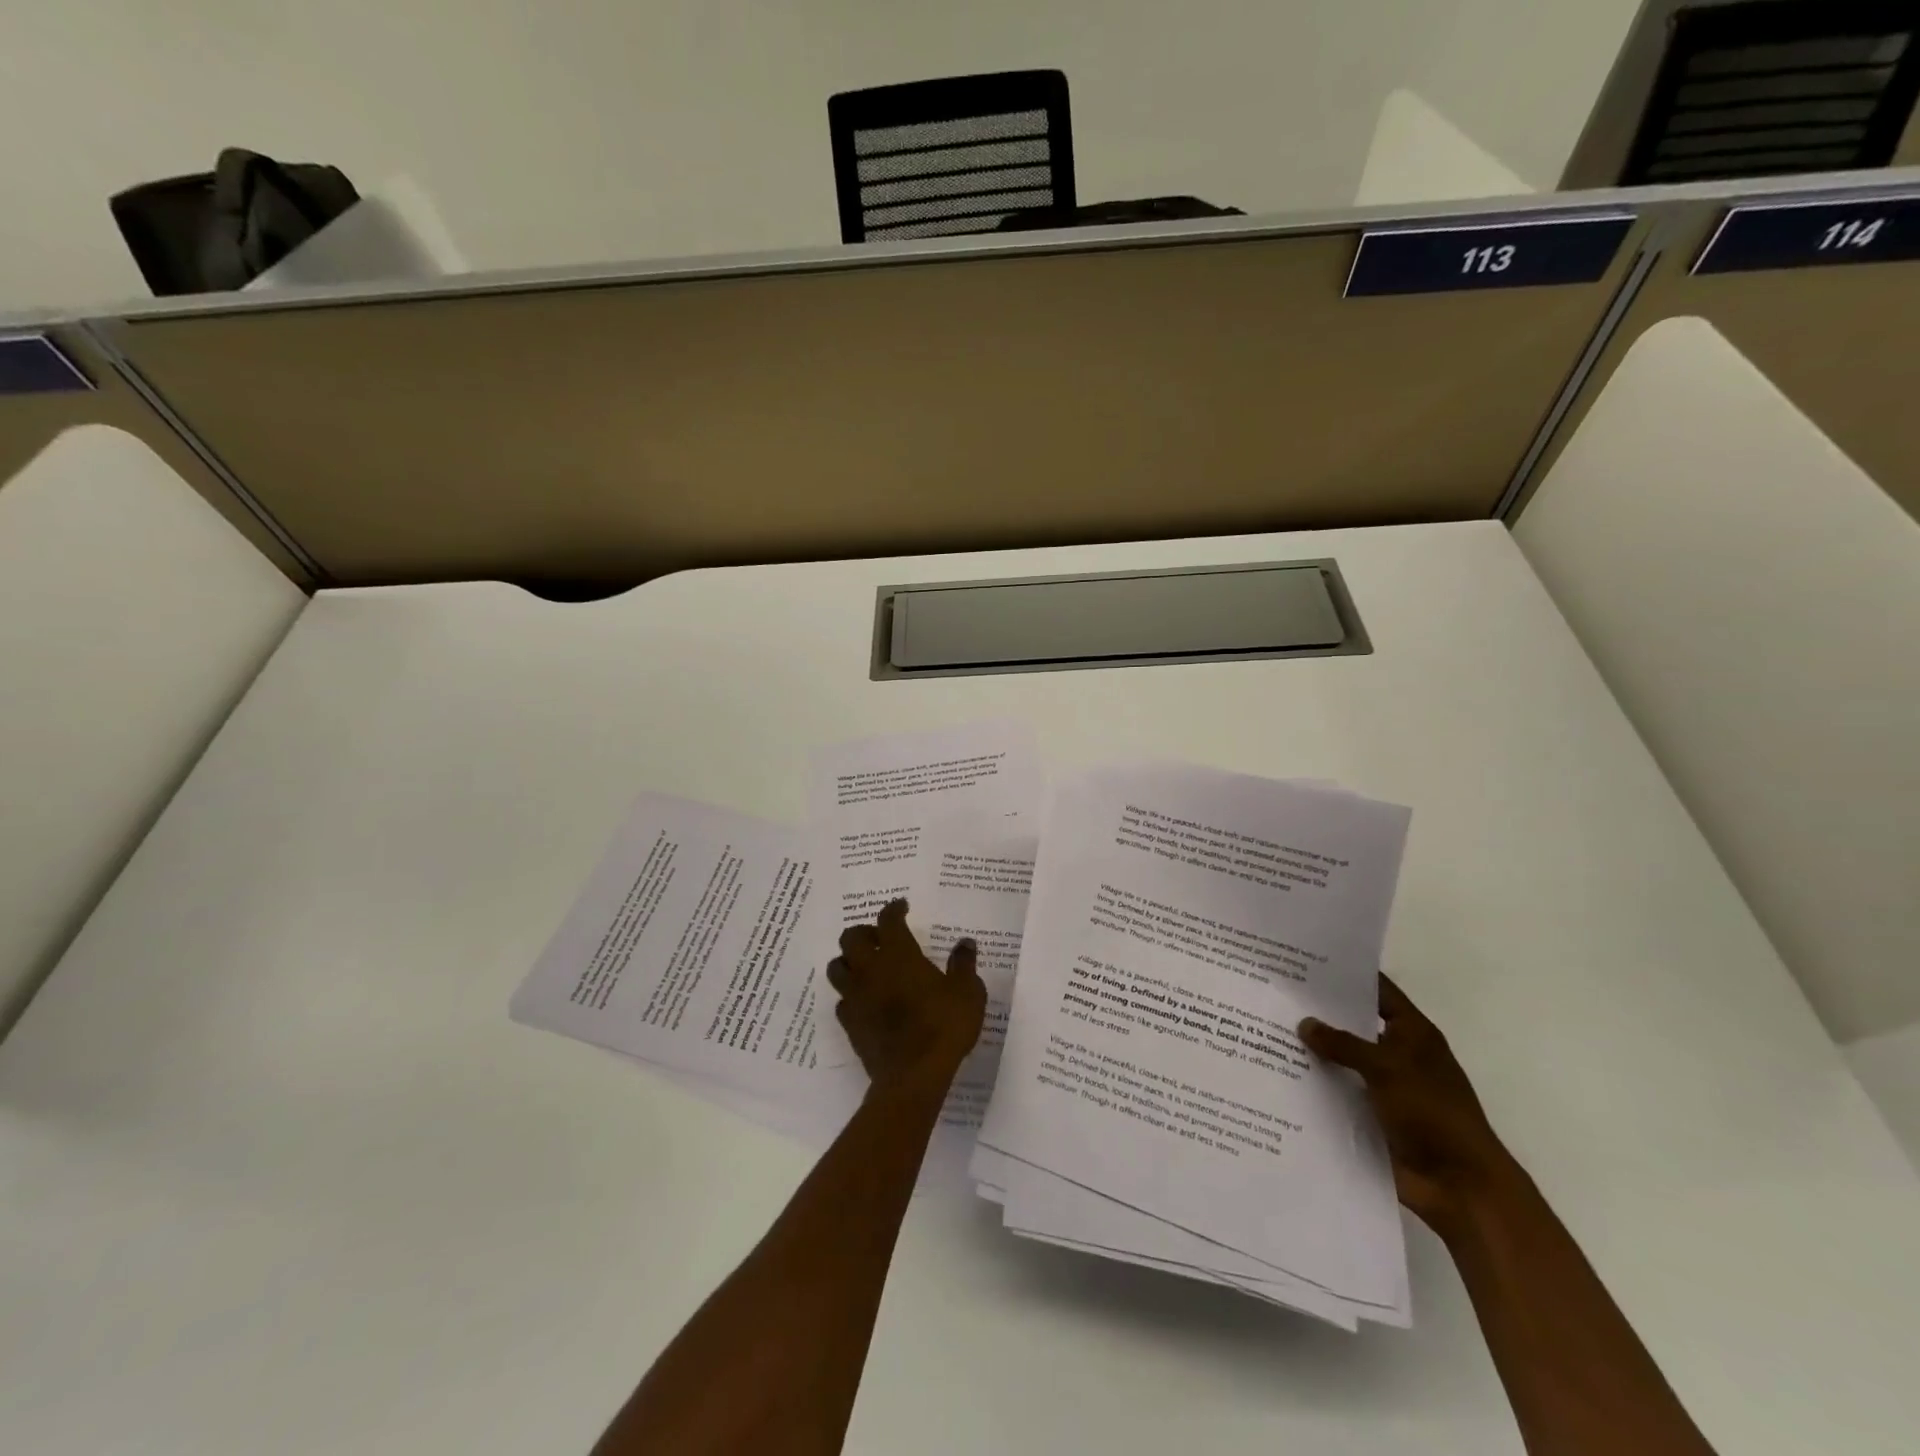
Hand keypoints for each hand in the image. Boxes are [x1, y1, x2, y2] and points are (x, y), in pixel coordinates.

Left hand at [826, 900, 986, 1095]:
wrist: (913, 1076)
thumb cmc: (943, 1026)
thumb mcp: (967, 992)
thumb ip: (964, 964)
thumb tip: (965, 943)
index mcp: (898, 954)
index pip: (888, 920)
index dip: (894, 909)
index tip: (902, 907)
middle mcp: (870, 969)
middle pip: (851, 938)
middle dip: (865, 932)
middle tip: (881, 938)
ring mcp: (856, 997)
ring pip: (837, 967)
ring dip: (849, 961)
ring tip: (866, 966)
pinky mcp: (849, 1024)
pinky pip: (842, 1000)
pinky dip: (851, 994)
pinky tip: (865, 1000)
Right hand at [1300, 974, 1514, 1238]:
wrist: (1459, 1185)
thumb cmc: (1432, 1113)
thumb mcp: (1386, 1068)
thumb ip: (1344, 1044)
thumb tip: (1304, 1023)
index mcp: (1413, 1033)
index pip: (1378, 991)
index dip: (1348, 976)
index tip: (1308, 961)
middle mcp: (1398, 1055)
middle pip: (1354, 1025)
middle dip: (1320, 1013)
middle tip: (1275, 994)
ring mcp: (1384, 1087)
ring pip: (1342, 1060)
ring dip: (1314, 1052)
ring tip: (1266, 1031)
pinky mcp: (1371, 1116)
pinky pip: (1337, 1093)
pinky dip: (1315, 1086)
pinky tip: (1279, 1074)